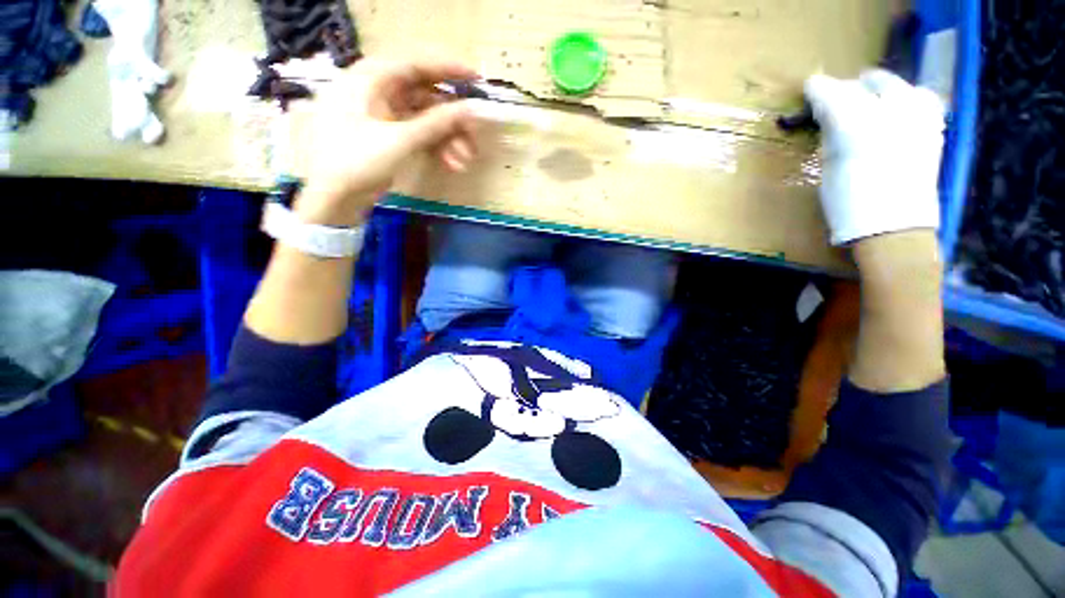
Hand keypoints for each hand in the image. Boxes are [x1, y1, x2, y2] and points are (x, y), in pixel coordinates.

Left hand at [297, 58, 480, 225]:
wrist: (334, 198)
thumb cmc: (357, 162)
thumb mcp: (399, 141)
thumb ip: (436, 123)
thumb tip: (471, 109)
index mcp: (371, 80)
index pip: (415, 63)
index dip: (447, 69)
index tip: (476, 79)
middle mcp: (378, 92)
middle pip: (425, 95)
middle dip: (452, 119)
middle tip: (473, 138)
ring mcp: (384, 116)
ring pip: (426, 119)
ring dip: (448, 139)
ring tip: (463, 161)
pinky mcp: (389, 136)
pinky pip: (419, 134)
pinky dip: (436, 147)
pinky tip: (451, 164)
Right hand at [805, 69, 944, 245]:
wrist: (895, 229)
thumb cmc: (849, 204)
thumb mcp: (829, 168)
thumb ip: (832, 135)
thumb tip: (830, 117)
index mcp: (856, 127)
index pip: (835, 94)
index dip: (820, 90)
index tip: (810, 89)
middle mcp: (892, 113)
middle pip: (868, 84)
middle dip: (850, 88)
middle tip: (836, 100)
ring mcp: (919, 118)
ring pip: (897, 86)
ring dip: (879, 89)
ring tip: (868, 100)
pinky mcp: (934, 129)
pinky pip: (921, 98)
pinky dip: (906, 98)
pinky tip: (897, 109)